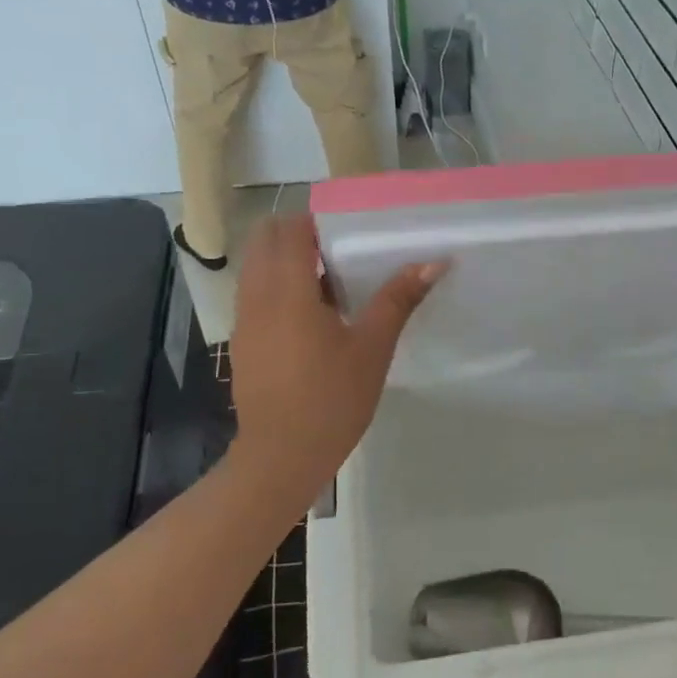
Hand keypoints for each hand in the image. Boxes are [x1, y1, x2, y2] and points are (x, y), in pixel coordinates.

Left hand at [229, 214, 445, 494]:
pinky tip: (311, 318)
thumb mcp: (372, 348)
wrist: (281, 457)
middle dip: (296, 234)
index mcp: (288, 291)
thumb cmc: (332, 399)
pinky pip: (254, 295)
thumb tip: (434, 263)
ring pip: (256, 268)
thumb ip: (398, 300)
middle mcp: (257, 297)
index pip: (289, 229)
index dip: (316, 220)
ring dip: (285, 261)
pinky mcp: (242, 343)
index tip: (349, 228)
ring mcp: (243, 321)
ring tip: (329, 282)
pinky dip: (276, 288)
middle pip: (264, 241)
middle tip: (338, 250)